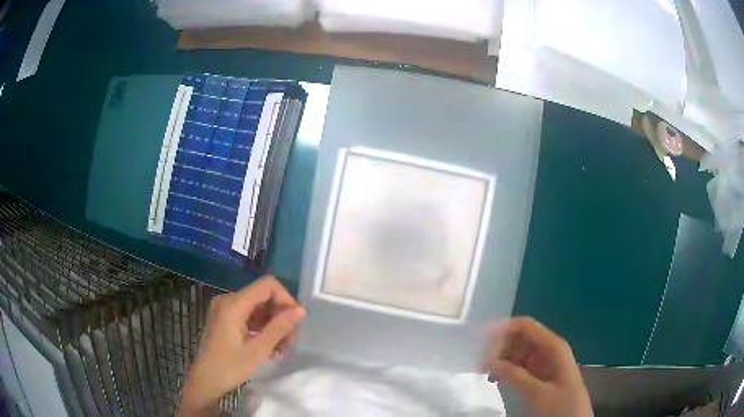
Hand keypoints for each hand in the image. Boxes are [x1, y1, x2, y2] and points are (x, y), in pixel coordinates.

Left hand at [180, 276, 304, 415]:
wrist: (206, 380)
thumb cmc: (230, 367)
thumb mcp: (258, 350)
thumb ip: (279, 327)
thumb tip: (300, 310)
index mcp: (234, 303)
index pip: (267, 285)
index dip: (285, 299)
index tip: (294, 322)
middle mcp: (228, 299)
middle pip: (263, 296)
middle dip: (280, 316)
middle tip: (290, 342)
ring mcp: (225, 308)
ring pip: (258, 307)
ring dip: (273, 324)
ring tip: (281, 349)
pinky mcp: (225, 317)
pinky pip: (249, 315)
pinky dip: (262, 327)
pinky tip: (270, 346)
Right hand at [480, 317, 591, 416]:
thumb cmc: (561, 405)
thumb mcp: (538, 393)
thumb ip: (515, 376)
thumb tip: (490, 361)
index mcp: (553, 347)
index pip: (525, 326)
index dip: (503, 328)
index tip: (480, 339)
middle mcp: (548, 350)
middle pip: (519, 337)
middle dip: (498, 345)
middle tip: (478, 361)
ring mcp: (543, 362)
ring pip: (517, 351)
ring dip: (500, 357)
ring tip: (482, 370)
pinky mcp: (539, 375)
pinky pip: (519, 365)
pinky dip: (505, 368)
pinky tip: (494, 378)